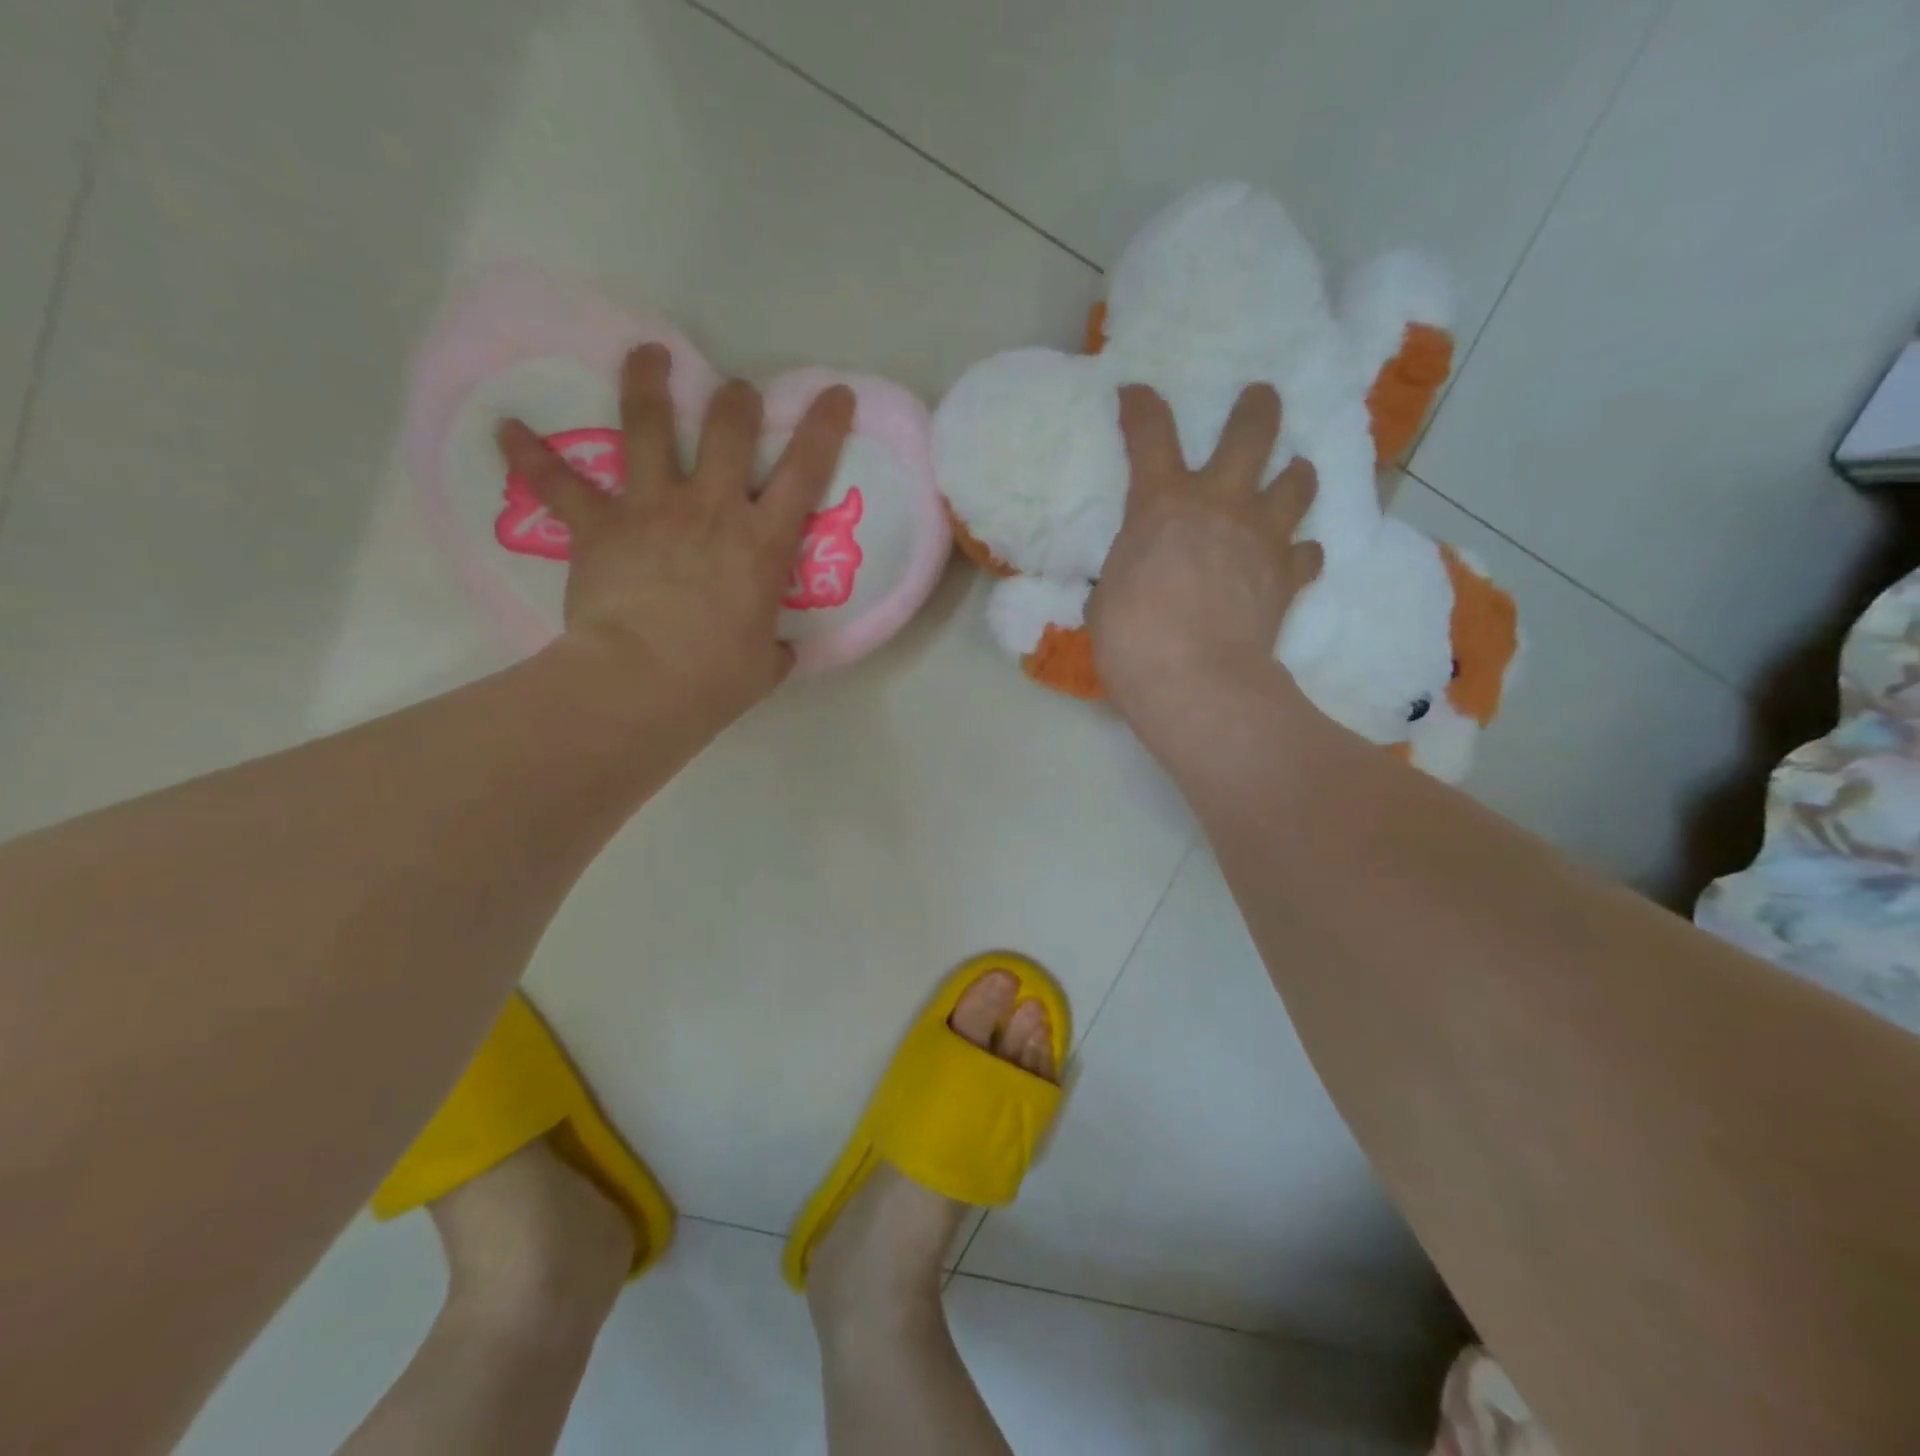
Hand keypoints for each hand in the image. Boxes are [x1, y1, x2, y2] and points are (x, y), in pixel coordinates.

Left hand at [497, 344, 853, 728]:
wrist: (640, 683)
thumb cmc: (714, 678)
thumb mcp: (765, 665)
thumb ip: (775, 648)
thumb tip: (780, 650)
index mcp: (763, 542)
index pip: (806, 471)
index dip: (824, 426)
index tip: (835, 393)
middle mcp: (712, 508)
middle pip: (728, 428)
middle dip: (737, 400)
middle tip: (737, 393)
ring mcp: (652, 508)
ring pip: (648, 424)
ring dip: (648, 382)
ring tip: (648, 354)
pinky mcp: (599, 524)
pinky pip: (557, 481)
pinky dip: (529, 454)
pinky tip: (504, 427)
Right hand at [1088, 382, 1321, 747]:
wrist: (1195, 680)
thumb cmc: (1132, 639)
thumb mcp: (1109, 595)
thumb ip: (1128, 568)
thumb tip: (1135, 575)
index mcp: (1162, 503)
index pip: (1150, 432)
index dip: (1141, 405)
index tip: (1136, 393)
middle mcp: (1219, 503)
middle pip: (1252, 430)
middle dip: (1257, 407)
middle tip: (1259, 398)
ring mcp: (1262, 536)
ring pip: (1298, 480)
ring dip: (1294, 474)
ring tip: (1289, 477)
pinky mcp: (1289, 575)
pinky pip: (1307, 552)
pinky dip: (1300, 552)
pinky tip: (1290, 560)